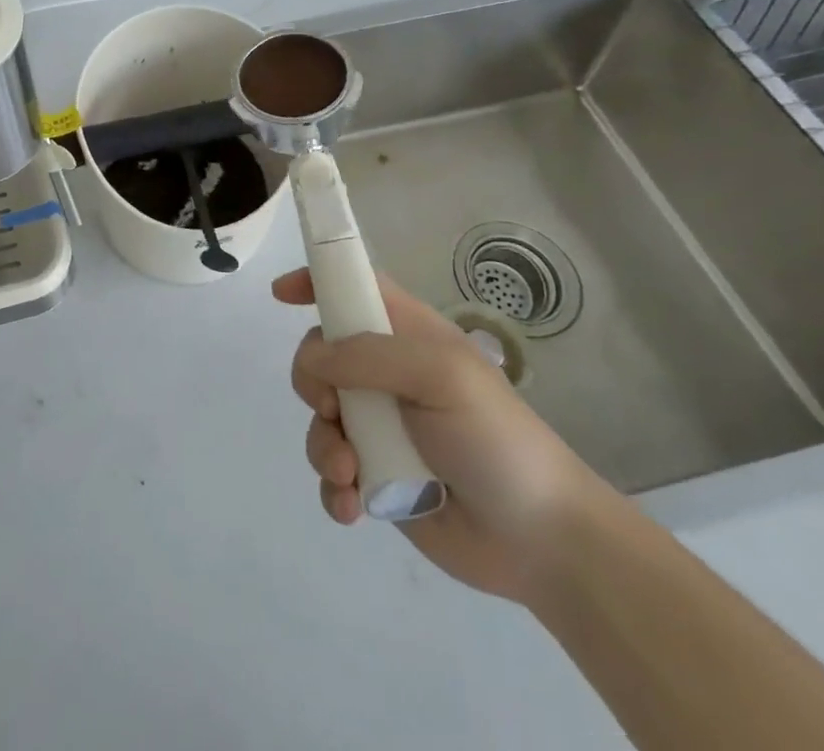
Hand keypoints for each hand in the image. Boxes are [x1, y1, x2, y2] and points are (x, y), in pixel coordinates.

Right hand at [273, 268, 614, 603]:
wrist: (543, 542)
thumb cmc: (497, 439)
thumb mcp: (441, 376)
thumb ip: (369, 356)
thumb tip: (312, 358)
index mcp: (408, 337)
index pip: (355, 288)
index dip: (317, 281)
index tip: (280, 295)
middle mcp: (388, 376)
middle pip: (321, 355)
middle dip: (310, 381)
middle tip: (330, 408)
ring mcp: (381, 428)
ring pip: (319, 417)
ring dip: (322, 445)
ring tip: (349, 474)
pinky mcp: (378, 478)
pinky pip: (332, 472)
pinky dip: (332, 487)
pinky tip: (352, 506)